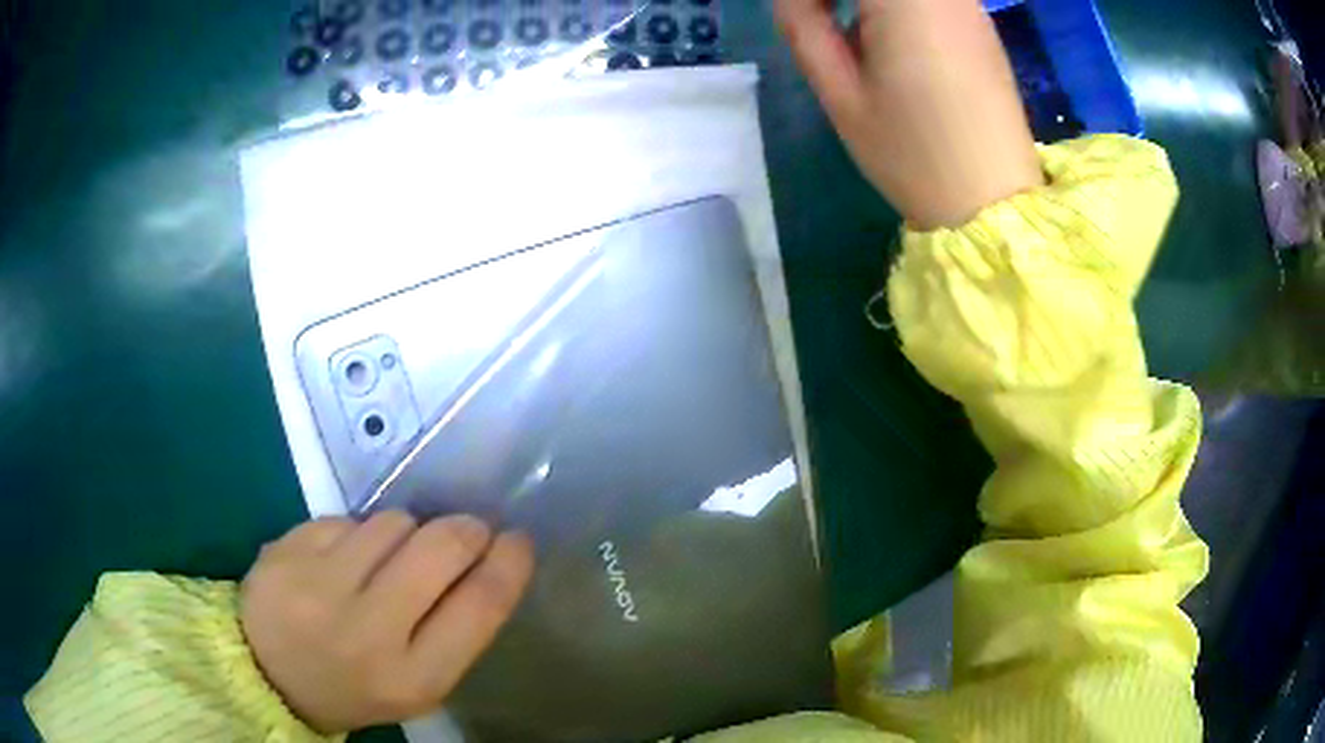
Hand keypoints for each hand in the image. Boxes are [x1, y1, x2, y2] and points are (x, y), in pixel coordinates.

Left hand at [240, 512, 534, 733]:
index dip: (509, 564)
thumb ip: (454, 631)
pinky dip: (358, 532)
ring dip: (406, 531)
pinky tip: (343, 559)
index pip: (479, 605)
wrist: (265, 673)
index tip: (517, 540)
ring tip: (390, 557)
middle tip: (466, 531)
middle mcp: (367, 632)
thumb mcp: (416, 683)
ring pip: (393, 521)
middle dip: (465, 529)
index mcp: (412, 678)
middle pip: (440, 547)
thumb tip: (487, 559)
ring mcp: (319, 585)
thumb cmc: (354, 686)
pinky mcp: (286, 549)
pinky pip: (347, 518)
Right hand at [776, 0, 1043, 229]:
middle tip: (819, 22)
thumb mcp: (841, 94)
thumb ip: (804, 27)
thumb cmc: (913, 154)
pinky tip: (889, 37)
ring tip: (853, 36)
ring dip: (867, 3)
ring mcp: (967, 4)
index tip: (798, 16)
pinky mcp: (981, 24)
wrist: (995, 203)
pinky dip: (898, 8)